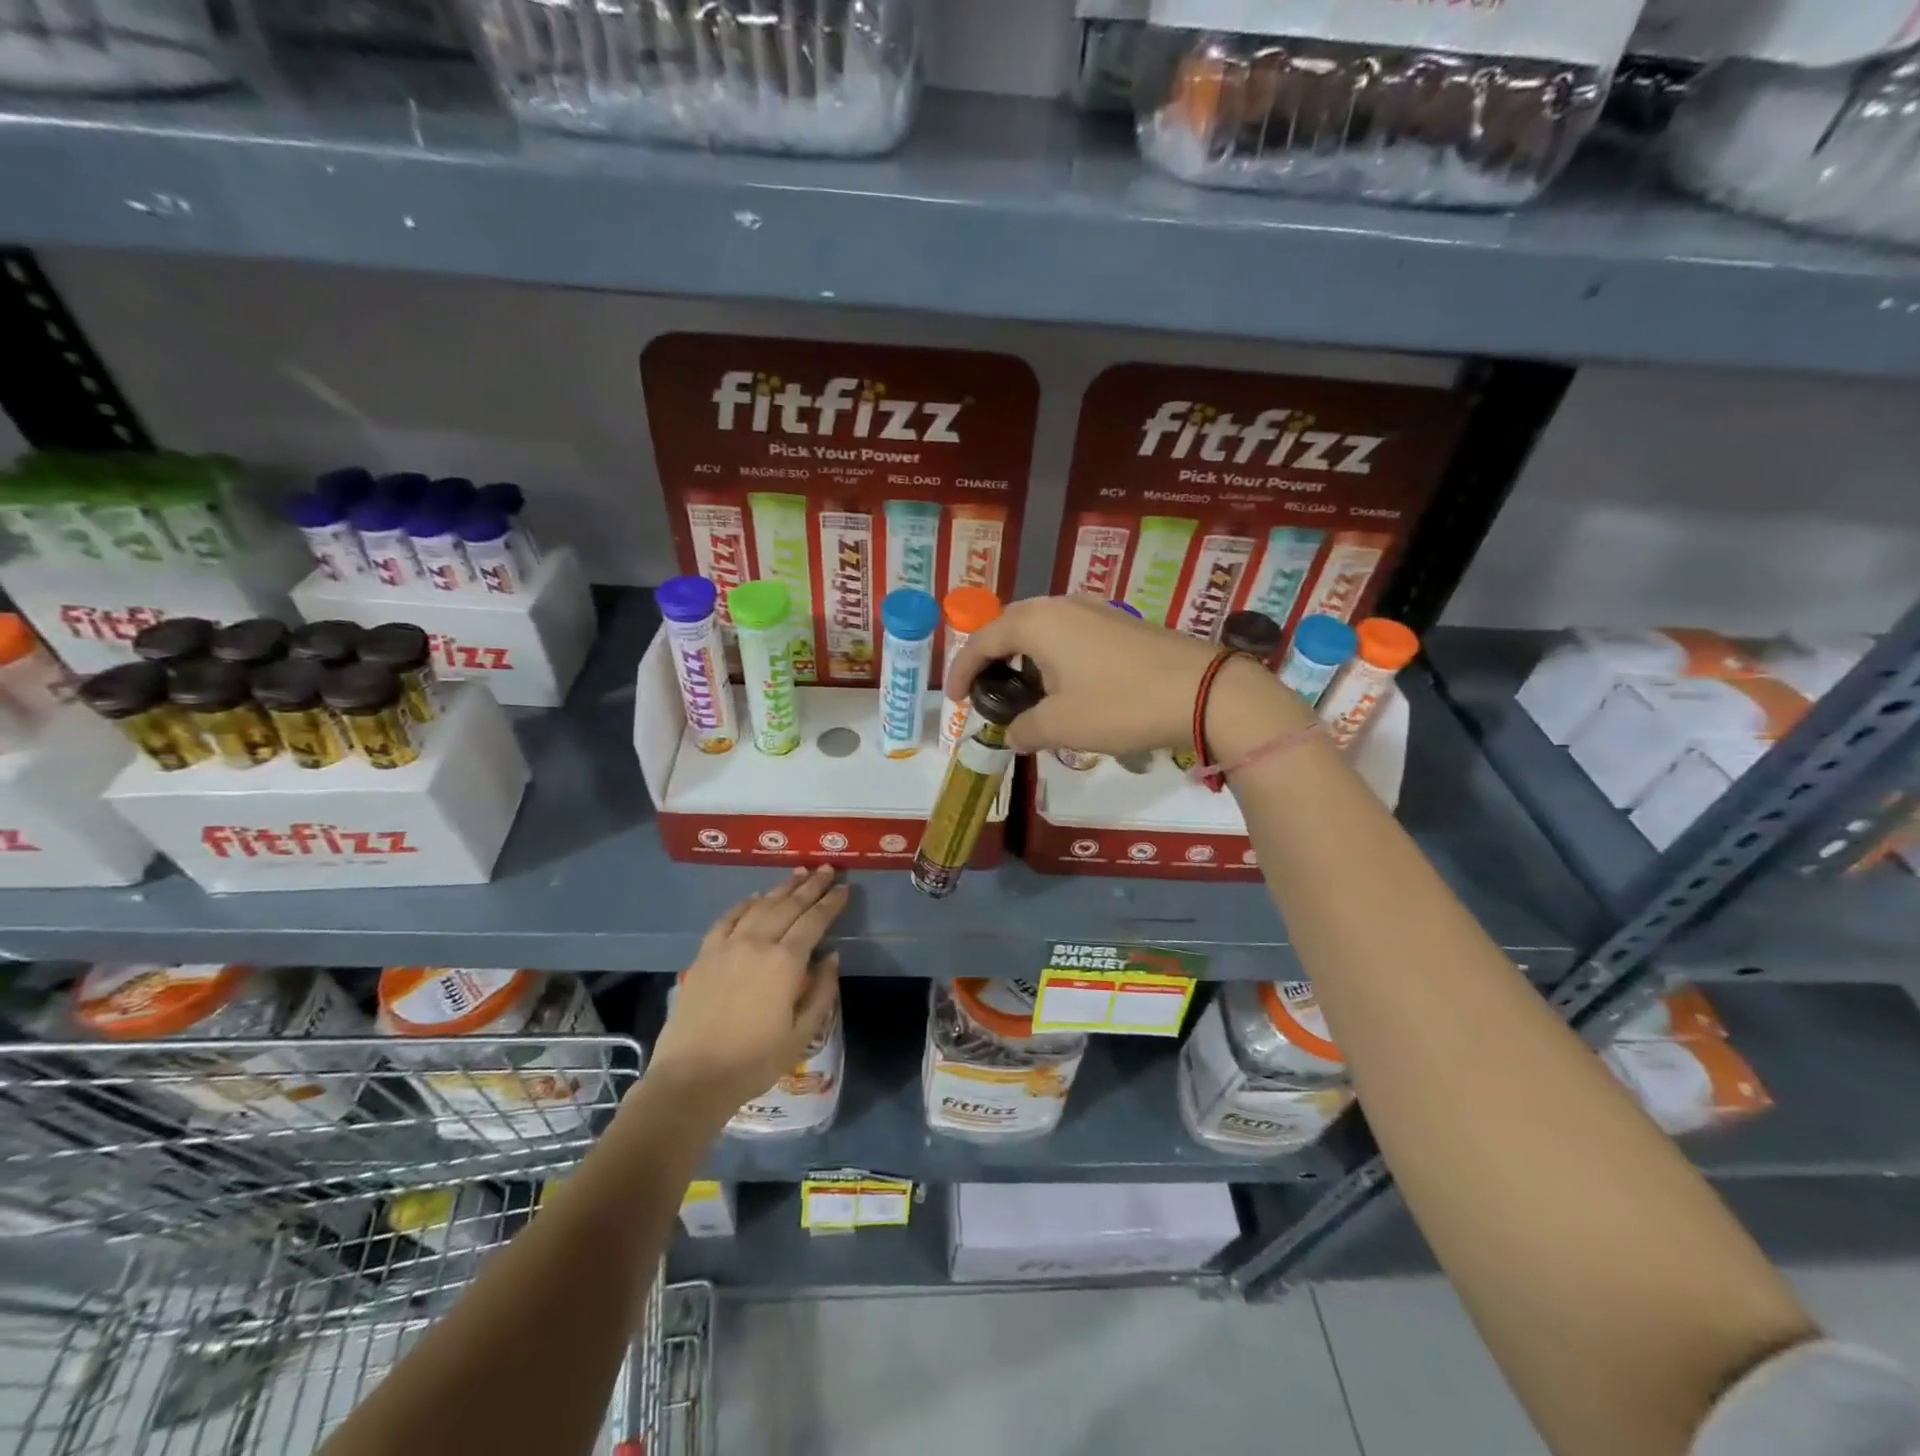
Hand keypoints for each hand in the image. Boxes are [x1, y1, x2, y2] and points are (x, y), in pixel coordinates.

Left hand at [647, 866, 847, 1123]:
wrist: (692, 1078)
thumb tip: (832, 956)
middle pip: (788, 905)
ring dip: (781, 888)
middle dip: (811, 886)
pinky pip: (727, 919)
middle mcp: (757, 943)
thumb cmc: (754, 1061)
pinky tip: (754, 896)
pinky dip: (744, 903)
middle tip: (827, 869)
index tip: (845, 888)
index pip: (814, 921)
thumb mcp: (802, 1033)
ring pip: (759, 905)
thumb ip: (822, 991)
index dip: (831, 903)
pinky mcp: (704, 954)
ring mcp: (727, 945)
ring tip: (798, 873)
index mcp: (785, 962)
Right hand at [945, 595, 1310, 757]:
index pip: (982, 641)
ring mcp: (1096, 609)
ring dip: (1025, 658)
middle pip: (1010, 627)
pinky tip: (1066, 686)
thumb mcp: (1061, 726)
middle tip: (985, 692)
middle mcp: (1062, 604)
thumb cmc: (1120, 705)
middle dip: (992, 659)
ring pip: (1043, 629)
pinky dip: (1054, 657)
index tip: (953, 701)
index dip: (961, 671)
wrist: (1204, 692)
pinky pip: (1071, 634)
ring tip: (1023, 692)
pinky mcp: (1122, 623)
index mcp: (1037, 622)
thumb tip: (1013, 733)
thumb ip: (1024, 729)